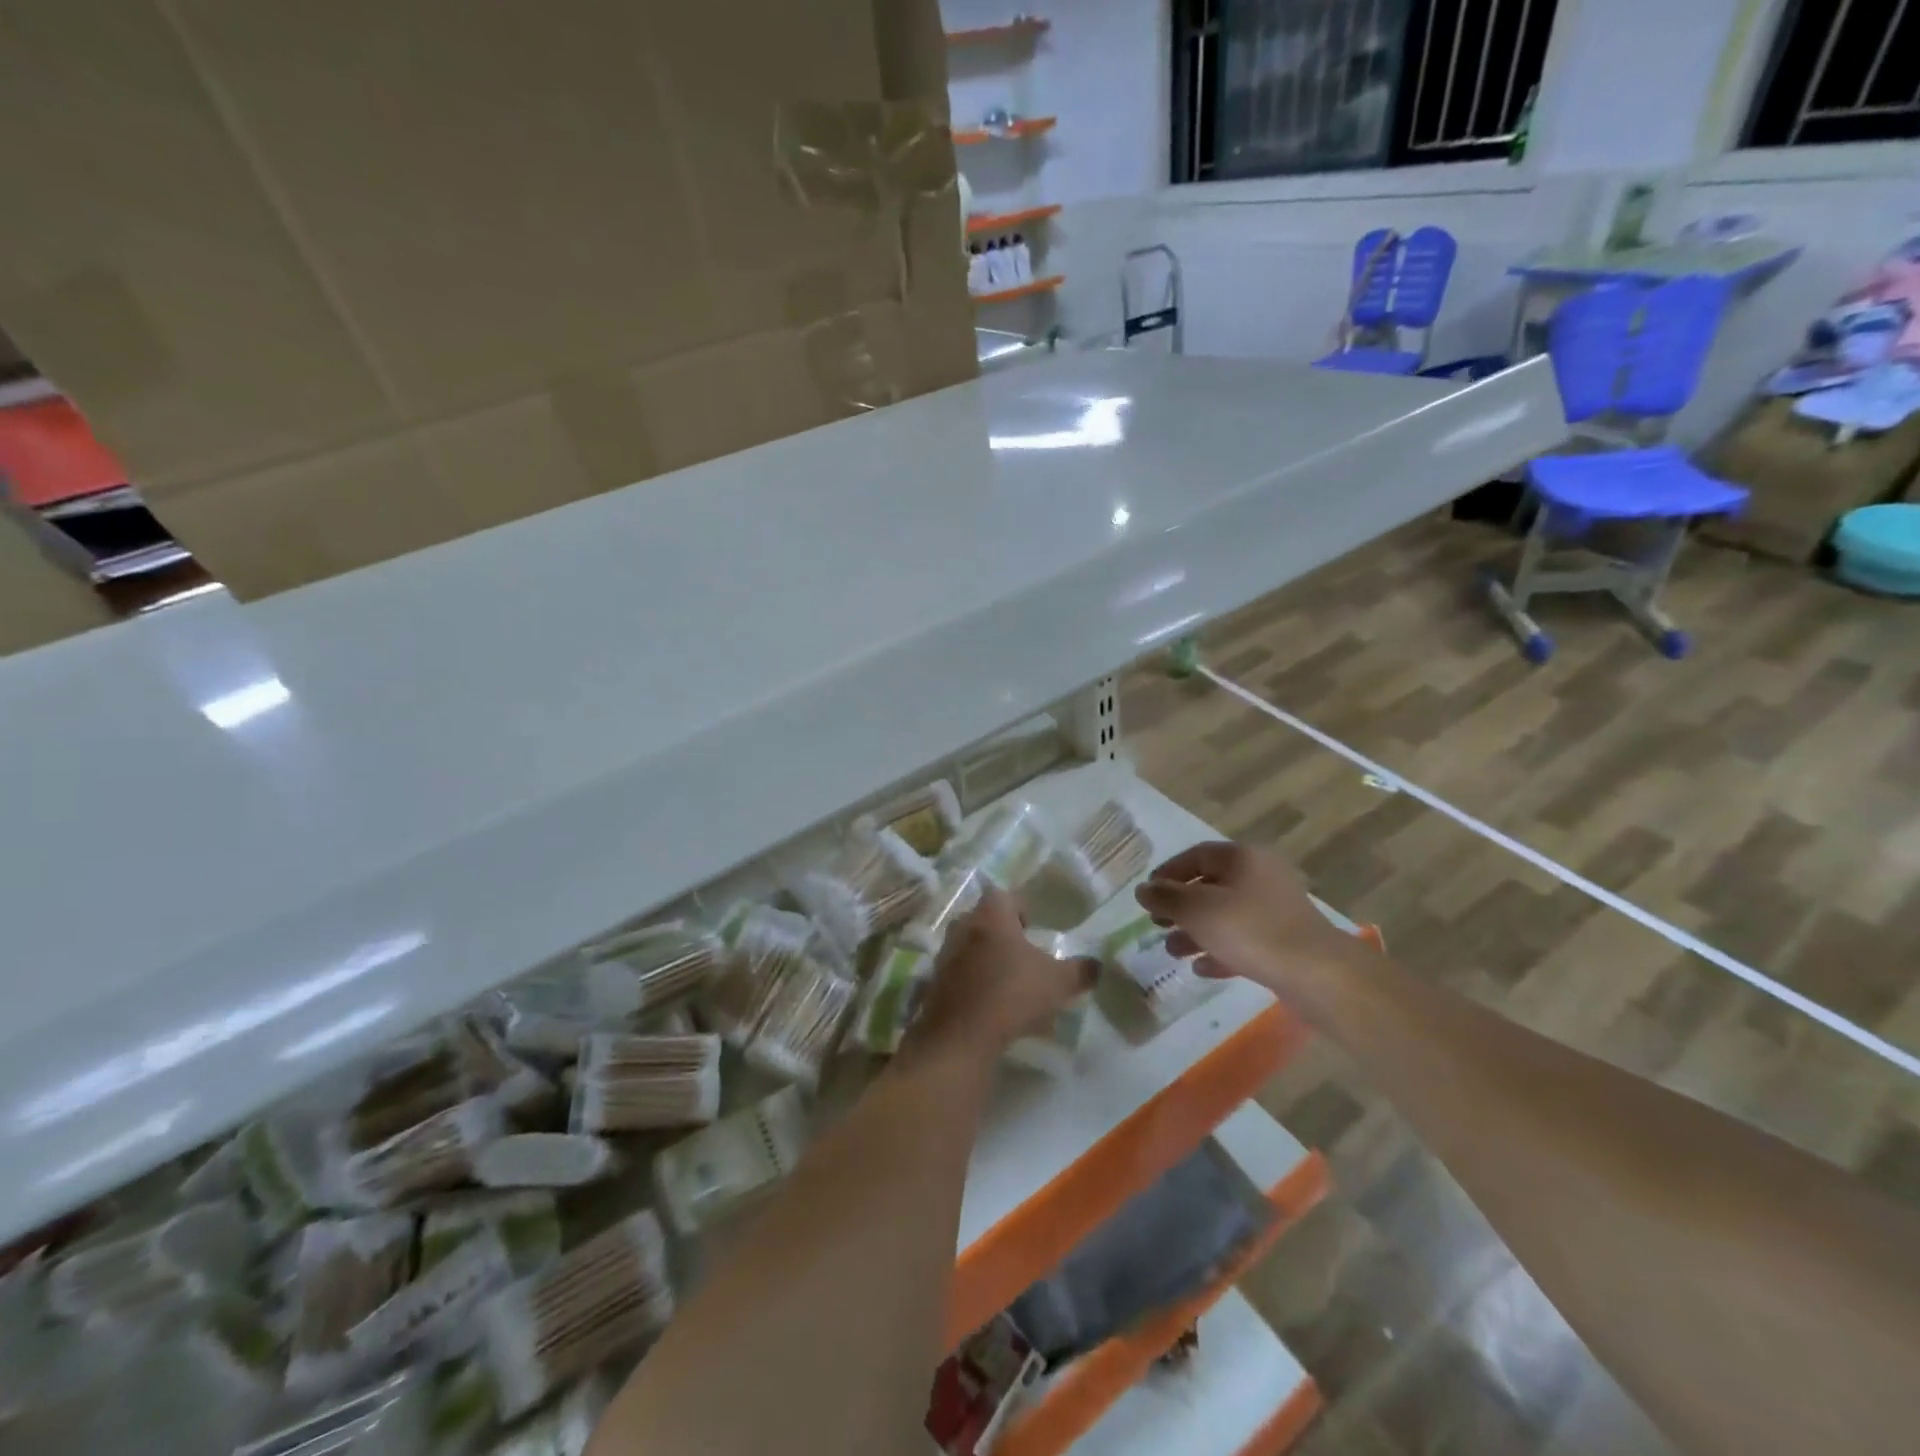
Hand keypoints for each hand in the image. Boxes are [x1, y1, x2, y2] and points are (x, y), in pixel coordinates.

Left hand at [909, 886, 1096, 1058]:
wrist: (962, 1035)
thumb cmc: (1013, 994)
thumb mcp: (1058, 983)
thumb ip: (1081, 971)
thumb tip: (1098, 965)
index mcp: (991, 915)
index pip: (1003, 896)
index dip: (1019, 908)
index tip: (1032, 928)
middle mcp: (963, 926)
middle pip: (983, 919)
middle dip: (1001, 933)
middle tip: (1021, 954)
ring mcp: (945, 954)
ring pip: (968, 946)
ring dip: (985, 958)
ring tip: (1006, 982)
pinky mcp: (934, 982)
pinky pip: (957, 973)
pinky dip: (972, 981)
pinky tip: (988, 1005)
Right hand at [1134, 841, 1357, 997]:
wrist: (1317, 973)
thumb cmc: (1250, 930)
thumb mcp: (1197, 910)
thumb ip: (1165, 897)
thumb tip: (1143, 889)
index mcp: (1242, 858)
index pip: (1196, 855)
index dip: (1168, 873)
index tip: (1148, 894)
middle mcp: (1261, 877)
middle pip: (1210, 886)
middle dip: (1180, 907)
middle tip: (1157, 925)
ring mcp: (1275, 910)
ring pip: (1226, 915)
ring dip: (1196, 931)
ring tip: (1173, 951)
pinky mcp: (1284, 941)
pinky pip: (1244, 940)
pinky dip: (1220, 950)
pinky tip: (1201, 968)